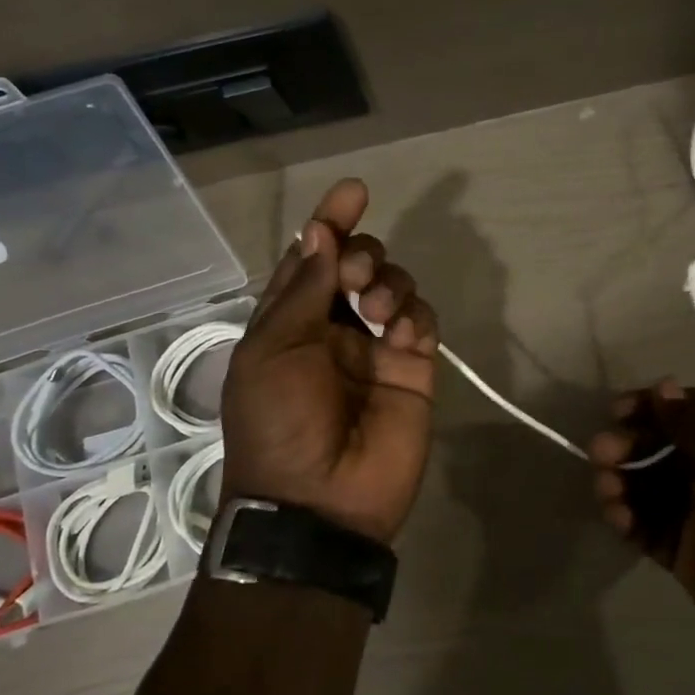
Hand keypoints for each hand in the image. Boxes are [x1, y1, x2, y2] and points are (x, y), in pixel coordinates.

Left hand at [221, 179, 439, 544]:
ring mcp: (376, 347)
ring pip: (395, 285)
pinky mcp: (413, 368)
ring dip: (390, 282)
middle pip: (358, 264)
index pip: (313, 258)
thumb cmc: (280, 423)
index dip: (330, 223)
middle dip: (363, 254)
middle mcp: (334, 327)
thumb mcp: (271, 351)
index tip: (353, 192)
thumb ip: (302, 290)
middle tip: (358, 278)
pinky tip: (401, 332)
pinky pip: (422, 320)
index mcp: (290, 321)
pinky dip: (415, 314)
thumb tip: (318, 232)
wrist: (320, 502)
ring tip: (380, 311)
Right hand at [587, 381, 694, 674]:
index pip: (691, 412)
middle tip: (602, 452)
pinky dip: (629, 519)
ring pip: (650, 488)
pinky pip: (649, 528)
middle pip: (664, 449)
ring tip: (605, 488)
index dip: (653, 407)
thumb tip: (663, 386)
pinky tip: (617, 516)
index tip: (617, 411)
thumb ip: (691, 425)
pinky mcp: (685, 553)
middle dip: (630, 446)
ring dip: (623, 482)